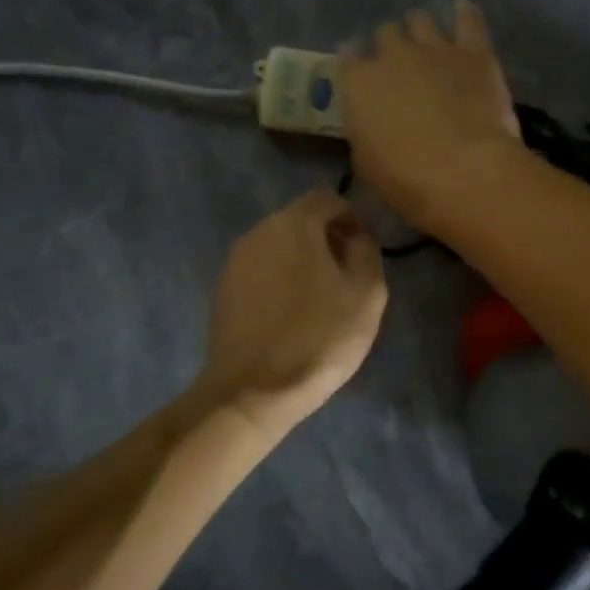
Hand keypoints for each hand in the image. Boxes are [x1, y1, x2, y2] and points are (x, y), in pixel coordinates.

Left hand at [202, 190, 387, 430]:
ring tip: (321, 299)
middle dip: (326, 238)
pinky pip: (261, 271)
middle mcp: (259, 232)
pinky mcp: (223, 290)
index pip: (327, 198)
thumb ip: (367, 251)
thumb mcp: (366, 294)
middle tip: (347, 276)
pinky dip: (280, 280)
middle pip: (300, 219)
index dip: (351, 217)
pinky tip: (291, 315)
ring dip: (302, 260)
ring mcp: (235, 261)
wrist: (253, 392)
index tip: (364, 250)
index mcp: (294, 224)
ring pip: (278, 246)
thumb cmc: (319, 338)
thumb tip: (356, 236)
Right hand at [339, 0, 524, 235]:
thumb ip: (366, 134)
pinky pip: (468, 20)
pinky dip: (464, 12)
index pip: (347, 58)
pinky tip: (462, 7)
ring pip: (421, 20)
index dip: (353, 61)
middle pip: (386, 34)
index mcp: (358, 83)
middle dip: (390, 45)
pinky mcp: (474, 52)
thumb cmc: (405, 180)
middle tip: (399, 63)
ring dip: (420, 28)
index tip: (359, 69)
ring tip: (426, 39)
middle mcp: (392, 56)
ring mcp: (435, 49)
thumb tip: (375, 128)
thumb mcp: (367, 163)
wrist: (463, 171)